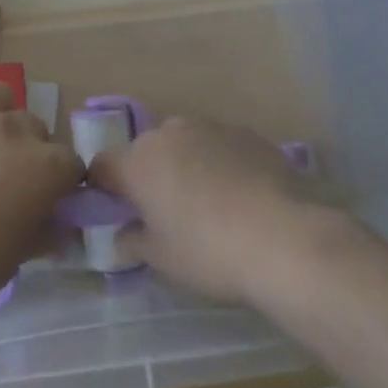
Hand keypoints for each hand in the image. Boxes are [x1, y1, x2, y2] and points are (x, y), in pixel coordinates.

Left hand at [0, 83, 82, 305]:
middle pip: (36, 127)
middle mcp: (16, 129)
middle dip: (30, 149)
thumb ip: (43, 233)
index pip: (71, 164)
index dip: (61, 183)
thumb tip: (56, 226)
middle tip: (9, 177)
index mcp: (46, 167)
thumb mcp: (17, 258)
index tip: (46, 199)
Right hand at [88, 115, 342, 304]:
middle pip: (146, 151)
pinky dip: (221, 163)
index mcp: (137, 162)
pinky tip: (242, 196)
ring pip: (185, 144)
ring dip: (186, 165)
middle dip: (150, 175)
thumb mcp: (162, 260)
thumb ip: (133, 242)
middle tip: (167, 213)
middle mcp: (168, 133)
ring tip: (210, 204)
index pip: (103, 166)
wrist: (284, 239)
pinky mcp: (246, 133)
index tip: (119, 212)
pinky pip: (220, 146)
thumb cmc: (209, 253)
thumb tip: (121, 236)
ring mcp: (209, 127)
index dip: (105, 188)